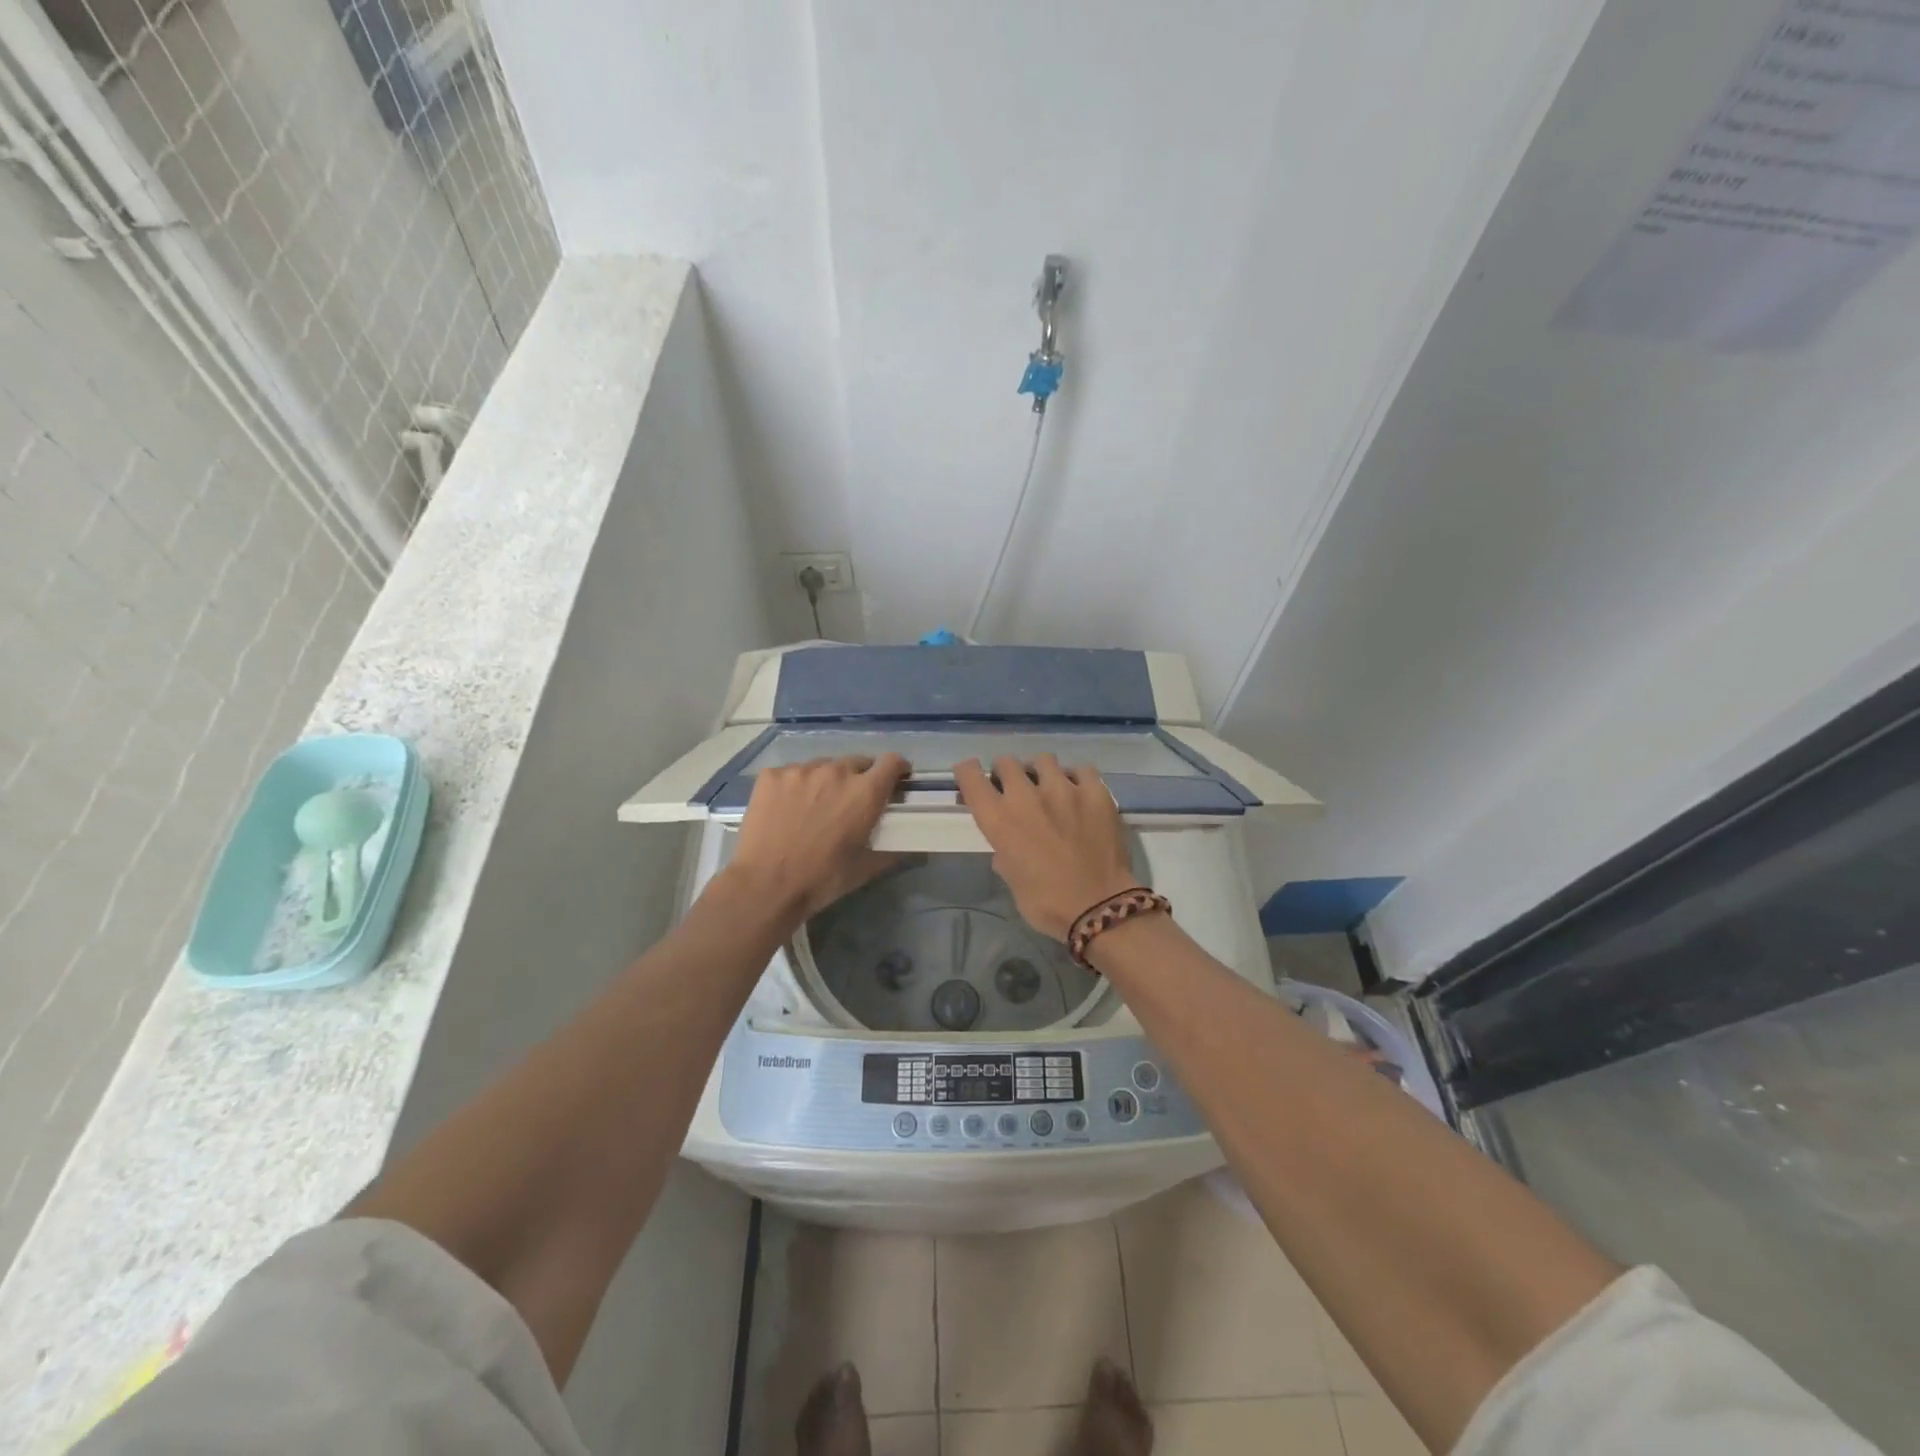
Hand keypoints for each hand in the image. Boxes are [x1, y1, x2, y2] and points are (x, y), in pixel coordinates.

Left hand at [726, 754, 908, 920]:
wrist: (765, 885)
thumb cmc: (822, 879)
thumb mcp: (865, 868)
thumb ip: (892, 851)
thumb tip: (910, 847)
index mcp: (865, 792)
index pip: (892, 762)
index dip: (897, 768)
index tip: (895, 779)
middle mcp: (836, 771)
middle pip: (856, 762)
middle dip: (859, 778)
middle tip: (849, 801)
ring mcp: (801, 770)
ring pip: (822, 766)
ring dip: (825, 780)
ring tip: (814, 805)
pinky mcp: (772, 775)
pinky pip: (791, 773)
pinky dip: (795, 785)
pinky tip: (786, 808)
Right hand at [953, 755, 1141, 939]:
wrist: (1100, 908)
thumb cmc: (1048, 904)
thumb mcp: (1012, 881)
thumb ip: (1004, 855)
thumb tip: (1006, 848)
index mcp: (999, 820)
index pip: (971, 777)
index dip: (968, 772)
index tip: (972, 776)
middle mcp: (1026, 796)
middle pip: (1006, 762)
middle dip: (1005, 773)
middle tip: (1014, 788)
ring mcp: (1063, 789)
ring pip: (1043, 760)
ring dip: (1040, 772)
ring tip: (1049, 788)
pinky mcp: (1095, 791)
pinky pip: (1081, 769)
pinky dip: (1076, 778)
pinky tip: (1079, 792)